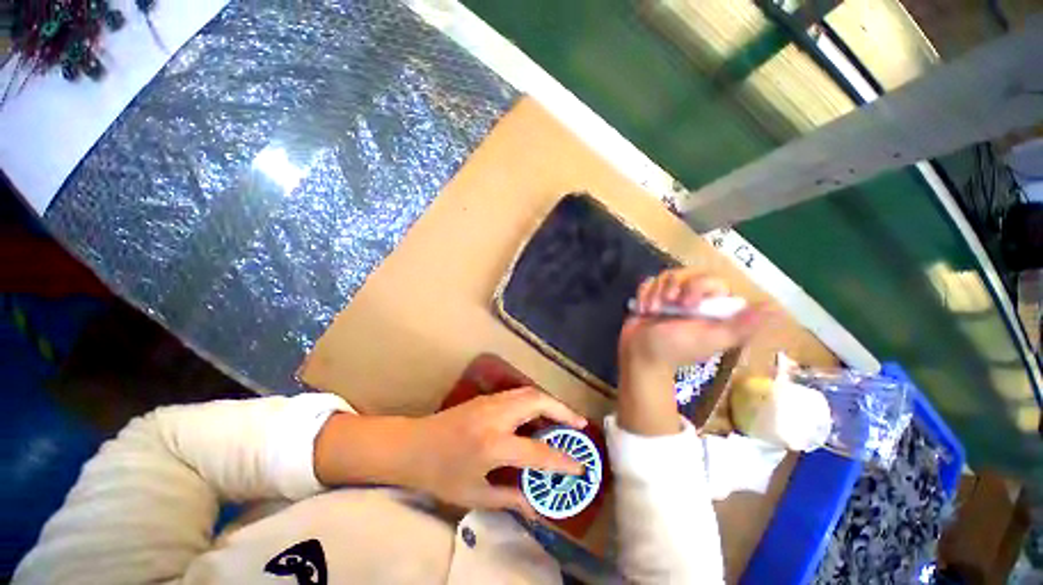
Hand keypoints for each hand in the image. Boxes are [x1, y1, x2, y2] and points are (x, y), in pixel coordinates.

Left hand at [407, 387, 586, 516]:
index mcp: (494, 444)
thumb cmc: (441, 474)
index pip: (537, 452)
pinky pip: (518, 394)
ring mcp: (491, 401)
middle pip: (537, 401)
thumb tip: (535, 507)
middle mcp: (497, 416)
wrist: (413, 446)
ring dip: (550, 402)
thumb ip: (508, 498)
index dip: (562, 460)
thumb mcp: (474, 494)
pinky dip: (535, 401)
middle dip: (563, 411)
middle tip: (579, 425)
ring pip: (528, 392)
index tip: (580, 466)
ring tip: (564, 418)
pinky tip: (538, 415)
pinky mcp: (486, 397)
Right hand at [619, 269, 763, 371]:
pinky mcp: (652, 297)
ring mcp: (670, 298)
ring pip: (665, 277)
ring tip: (651, 311)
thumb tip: (774, 309)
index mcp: (711, 308)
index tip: (687, 305)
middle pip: (685, 273)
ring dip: (655, 293)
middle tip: (667, 305)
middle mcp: (693, 299)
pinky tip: (642, 310)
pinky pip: (649, 282)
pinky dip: (643, 294)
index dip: (697, 287)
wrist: (639, 355)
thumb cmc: (674, 349)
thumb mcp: (709, 339)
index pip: (710, 280)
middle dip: (671, 288)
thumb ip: (739, 326)